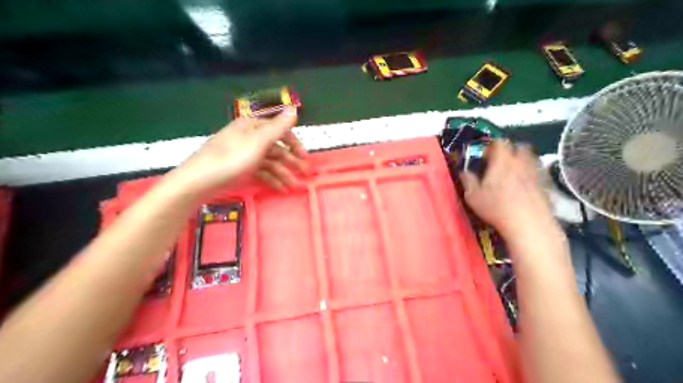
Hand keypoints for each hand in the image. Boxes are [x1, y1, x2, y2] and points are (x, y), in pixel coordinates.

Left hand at [176, 106, 307, 192]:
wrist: (199, 181)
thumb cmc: (231, 159)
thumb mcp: (258, 141)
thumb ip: (278, 127)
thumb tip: (294, 109)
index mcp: (253, 126)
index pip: (280, 130)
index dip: (294, 143)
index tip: (304, 157)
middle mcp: (250, 137)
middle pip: (276, 147)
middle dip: (291, 161)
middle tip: (304, 175)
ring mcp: (245, 154)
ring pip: (270, 162)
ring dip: (283, 173)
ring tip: (293, 187)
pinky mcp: (241, 168)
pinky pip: (261, 172)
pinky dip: (272, 179)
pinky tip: (281, 189)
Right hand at [458, 140, 558, 238]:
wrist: (528, 223)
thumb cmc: (496, 208)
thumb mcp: (473, 196)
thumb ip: (468, 180)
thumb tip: (464, 171)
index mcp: (502, 161)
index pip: (499, 142)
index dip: (491, 145)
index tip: (485, 155)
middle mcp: (520, 161)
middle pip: (518, 146)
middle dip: (510, 150)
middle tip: (500, 162)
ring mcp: (535, 172)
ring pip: (530, 157)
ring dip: (521, 160)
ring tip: (512, 172)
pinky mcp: (544, 184)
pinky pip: (537, 171)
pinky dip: (530, 173)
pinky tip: (524, 185)